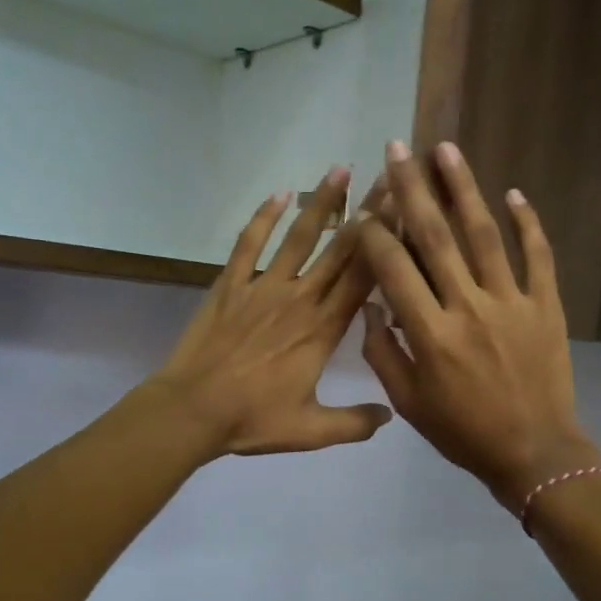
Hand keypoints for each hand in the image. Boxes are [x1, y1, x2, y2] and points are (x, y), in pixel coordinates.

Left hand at [149, 167, 391, 457]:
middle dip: (368, 212)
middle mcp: (300, 298)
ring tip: (340, 169)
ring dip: (321, 202)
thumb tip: (391, 414)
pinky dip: (263, 217)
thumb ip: (354, 422)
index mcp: (324, 329)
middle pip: (341, 248)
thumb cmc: (253, 419)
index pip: (365, 278)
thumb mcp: (311, 430)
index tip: (407, 213)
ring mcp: (263, 287)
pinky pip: (249, 243)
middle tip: (388, 177)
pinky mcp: (231, 285)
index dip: (387, 244)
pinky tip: (278, 194)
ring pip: (299, 237)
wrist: (193, 410)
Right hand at [358, 142, 599, 510]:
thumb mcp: (409, 402)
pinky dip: (528, 223)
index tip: (362, 209)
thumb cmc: (463, 432)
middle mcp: (468, 307)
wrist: (534, 452)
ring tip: (446, 149)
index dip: (374, 234)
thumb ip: (384, 352)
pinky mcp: (545, 305)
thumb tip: (372, 306)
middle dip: (412, 188)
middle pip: (436, 236)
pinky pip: (538, 256)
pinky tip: (514, 192)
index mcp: (430, 333)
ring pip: (484, 234)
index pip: (394, 268)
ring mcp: (511, 302)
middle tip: (398, 148)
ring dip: (464, 188)